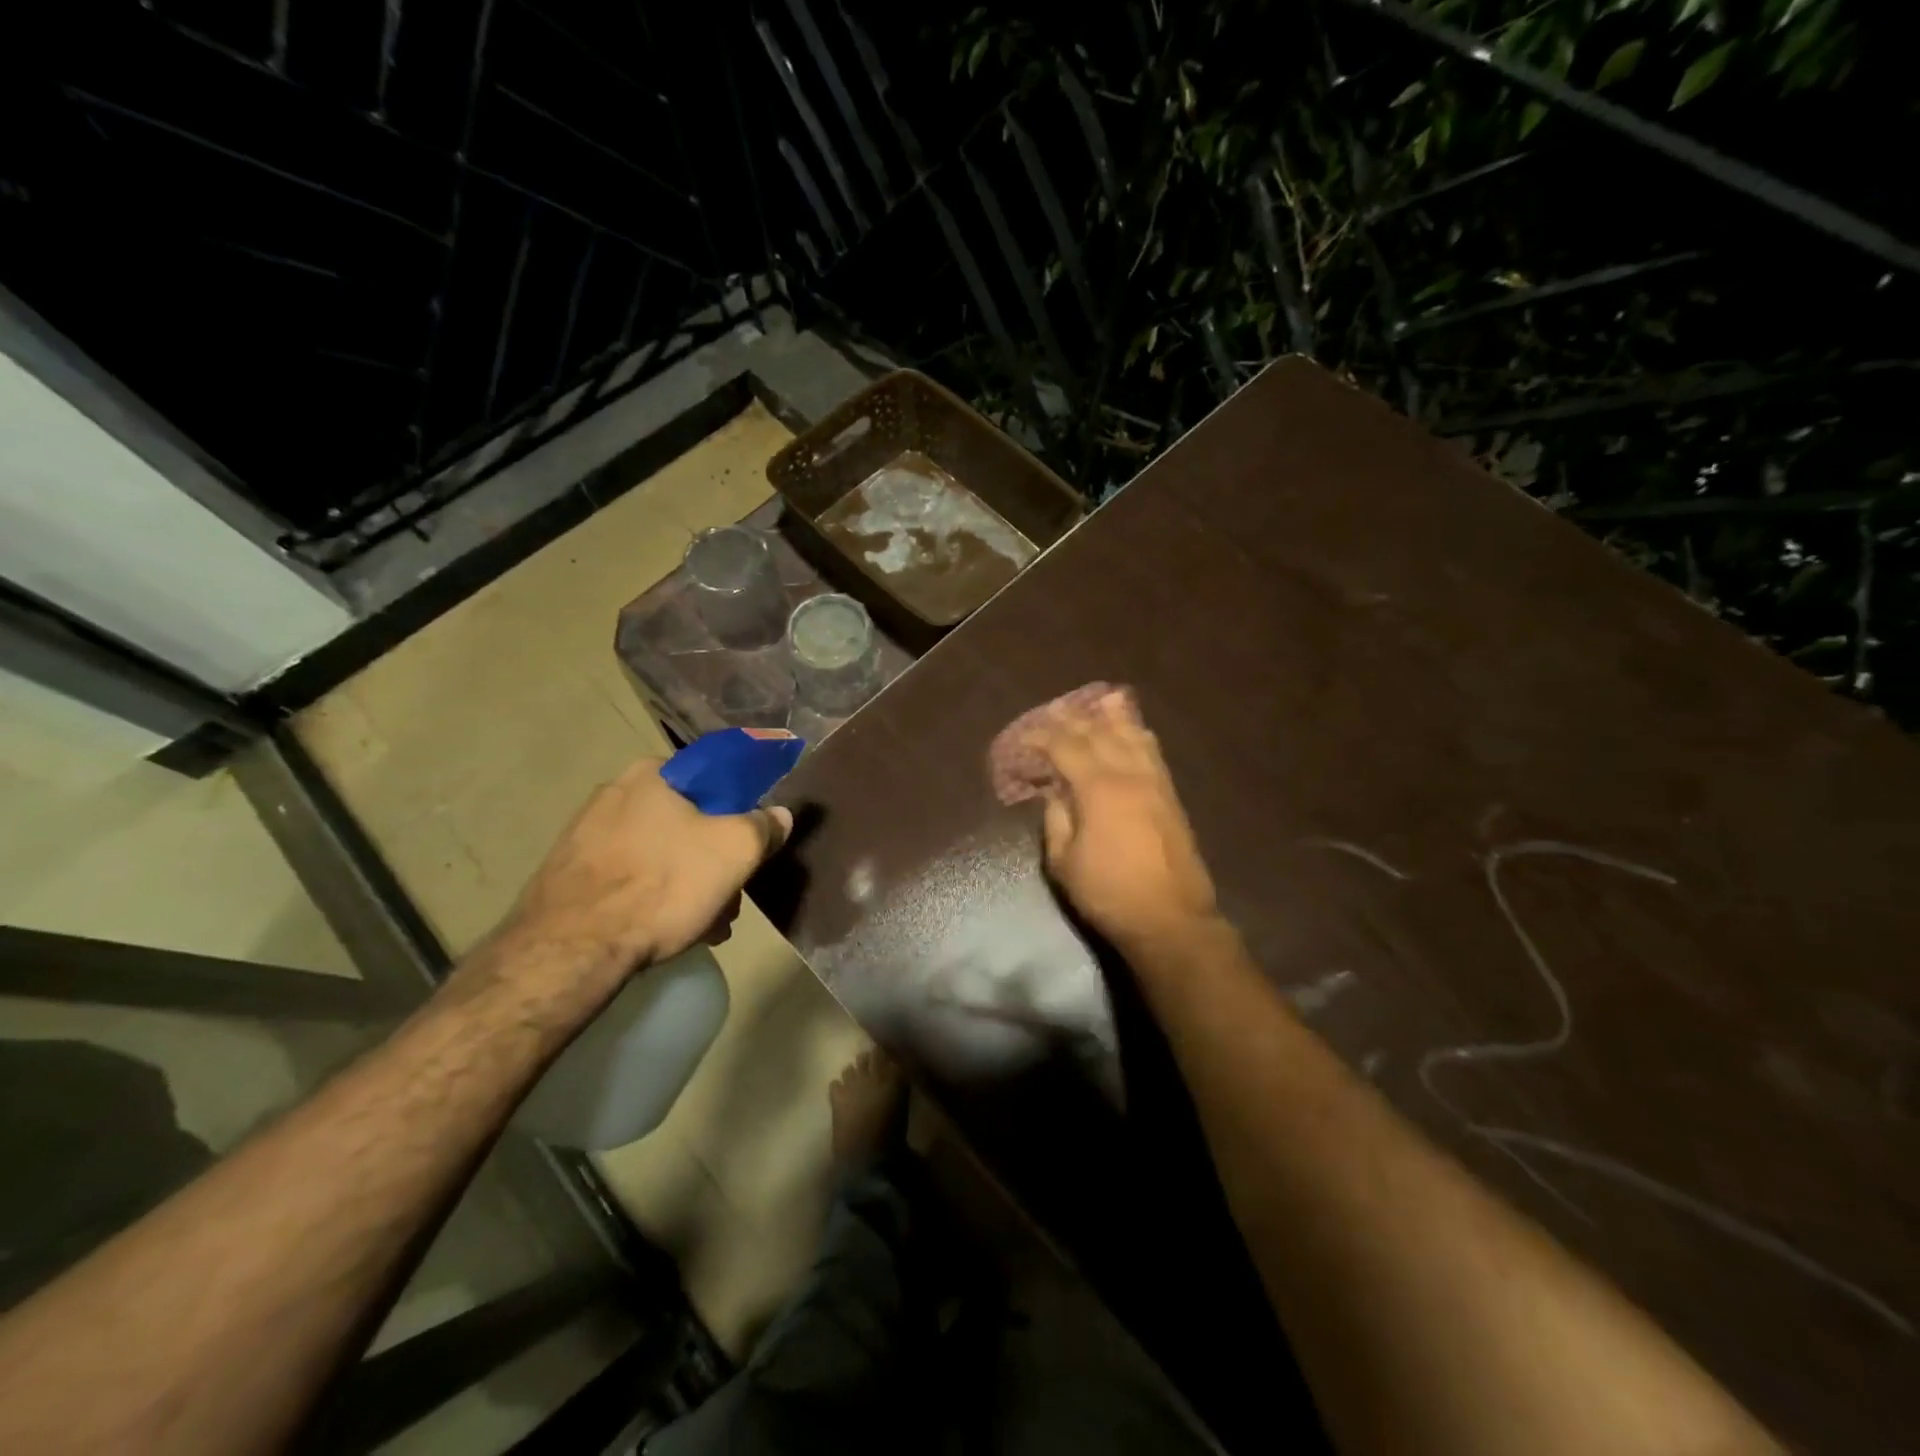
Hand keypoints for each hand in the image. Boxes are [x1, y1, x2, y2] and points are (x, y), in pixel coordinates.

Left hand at [504, 757, 791, 979]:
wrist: (571, 949)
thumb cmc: (662, 885)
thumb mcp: (736, 851)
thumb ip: (764, 826)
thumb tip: (778, 814)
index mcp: (652, 773)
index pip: (712, 777)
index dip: (740, 810)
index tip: (749, 845)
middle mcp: (613, 792)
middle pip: (687, 820)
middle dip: (714, 859)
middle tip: (729, 897)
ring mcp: (584, 833)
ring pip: (660, 852)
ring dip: (688, 883)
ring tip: (703, 925)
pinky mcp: (568, 873)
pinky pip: (628, 876)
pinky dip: (652, 897)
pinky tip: (666, 930)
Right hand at [1025, 689, 1220, 950]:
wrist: (1170, 919)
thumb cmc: (1108, 893)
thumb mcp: (1064, 862)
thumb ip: (1056, 819)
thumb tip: (1055, 793)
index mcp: (1098, 788)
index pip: (1065, 747)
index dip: (1041, 738)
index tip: (1024, 739)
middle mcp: (1129, 774)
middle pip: (1099, 733)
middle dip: (1074, 719)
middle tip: (1054, 710)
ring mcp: (1155, 782)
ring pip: (1133, 735)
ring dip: (1113, 717)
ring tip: (1101, 700)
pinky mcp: (1171, 795)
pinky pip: (1153, 752)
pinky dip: (1139, 735)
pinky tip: (1134, 730)